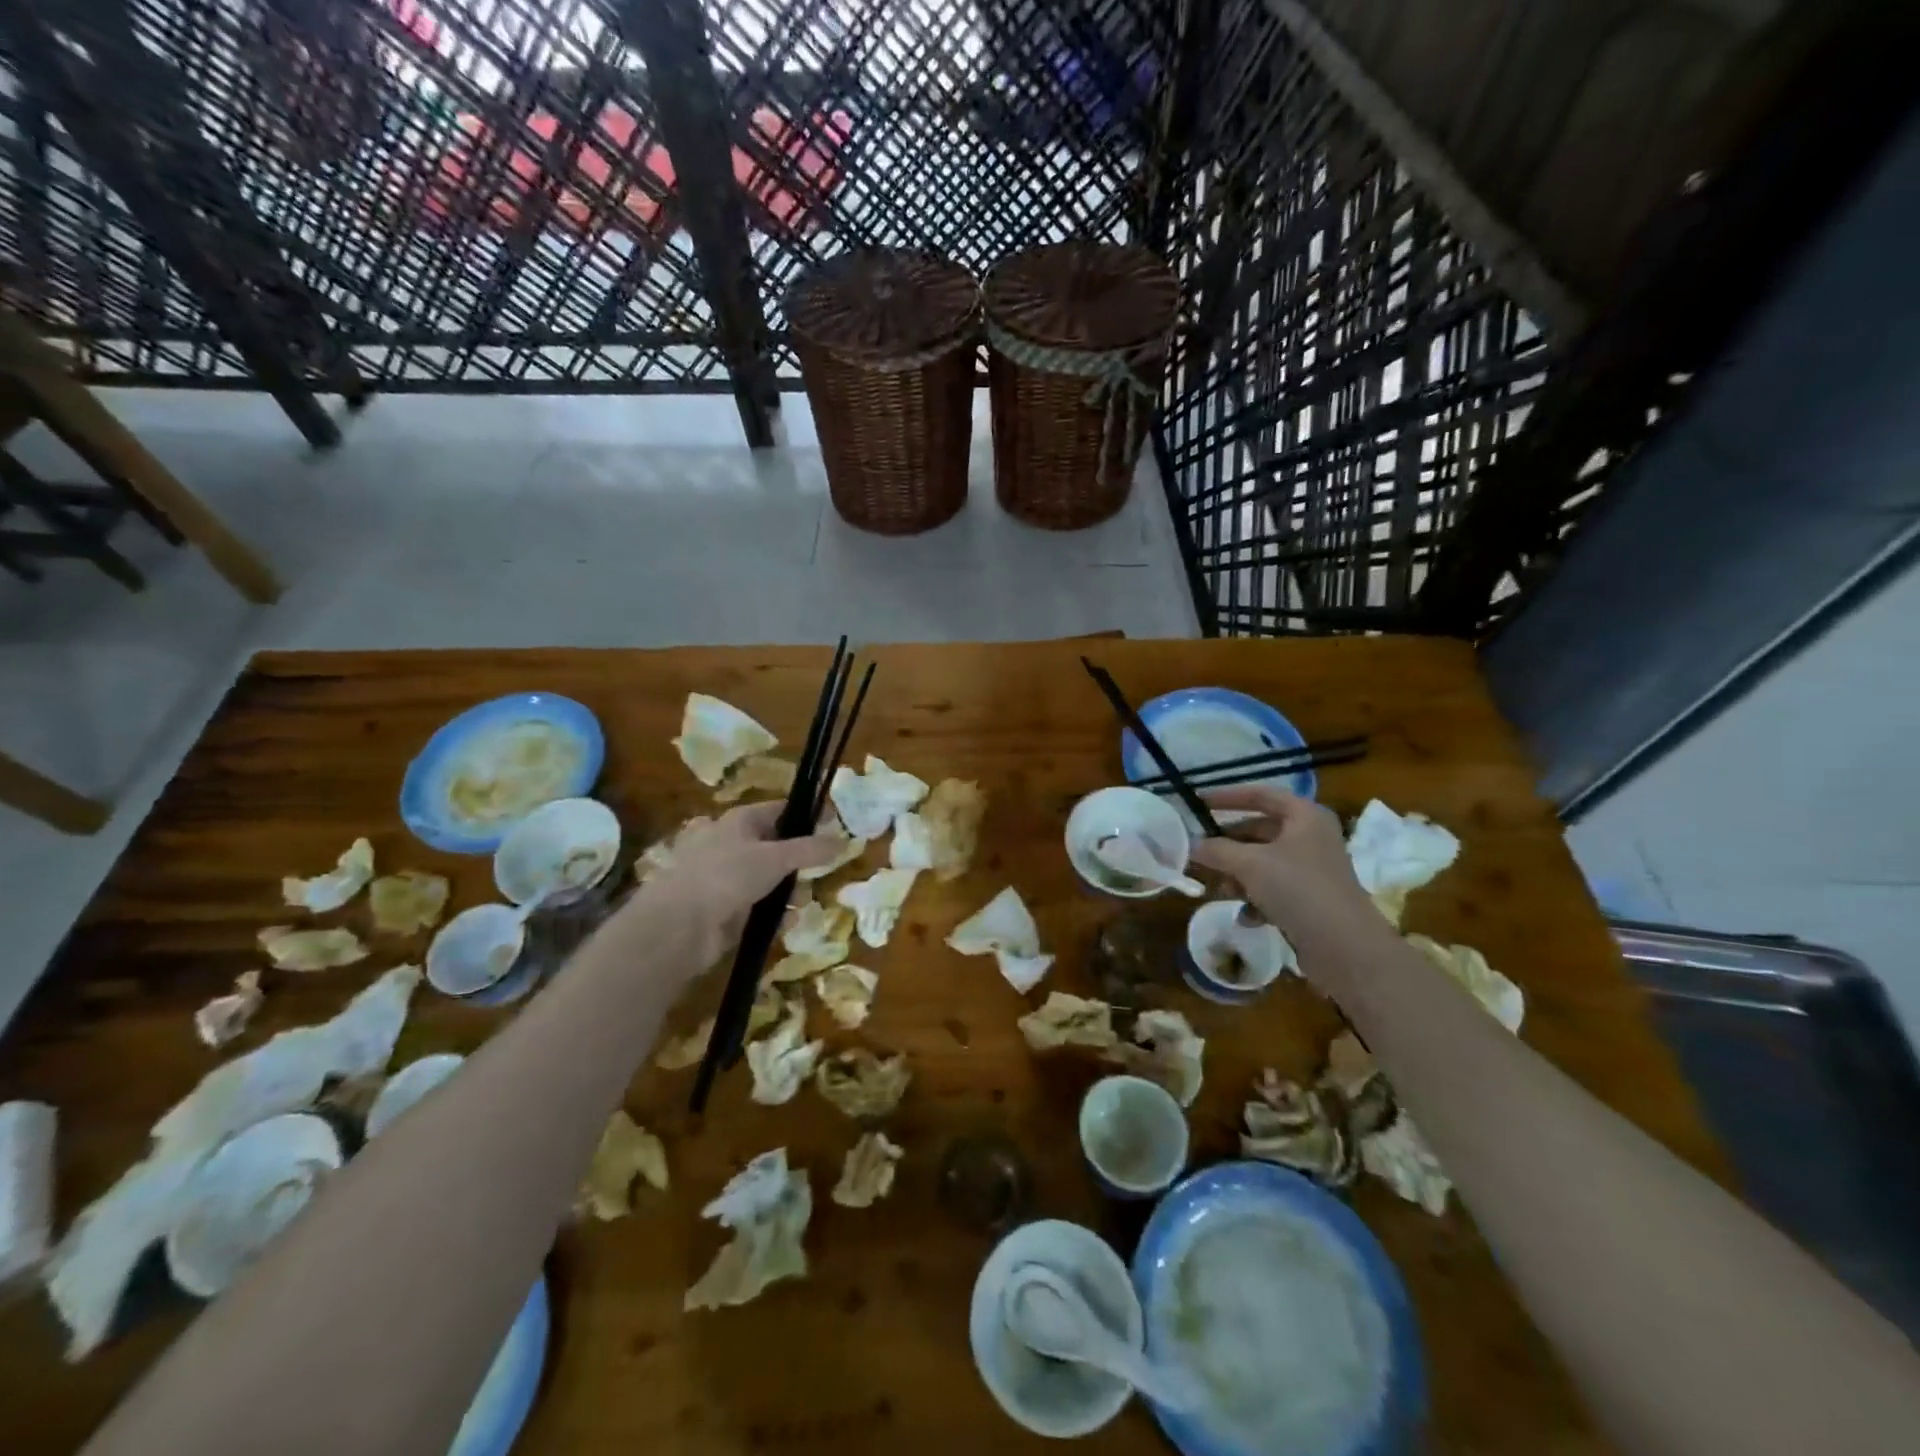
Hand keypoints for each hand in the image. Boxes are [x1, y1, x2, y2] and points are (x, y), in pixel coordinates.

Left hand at [628, 803, 841, 967]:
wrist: (679, 926)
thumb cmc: (727, 876)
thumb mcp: (776, 858)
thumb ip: (811, 849)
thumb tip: (843, 840)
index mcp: (738, 821)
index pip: (779, 809)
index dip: (807, 815)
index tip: (834, 824)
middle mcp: (730, 844)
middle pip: (776, 846)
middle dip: (800, 860)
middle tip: (823, 870)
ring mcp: (725, 878)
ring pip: (768, 879)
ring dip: (789, 890)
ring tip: (804, 902)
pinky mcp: (724, 909)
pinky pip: (758, 906)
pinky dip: (774, 914)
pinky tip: (786, 922)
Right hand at [1189, 786, 1384, 966]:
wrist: (1346, 948)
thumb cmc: (1298, 890)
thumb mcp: (1250, 864)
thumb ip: (1217, 850)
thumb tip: (1189, 844)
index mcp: (1305, 816)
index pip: (1260, 794)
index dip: (1227, 796)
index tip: (1197, 803)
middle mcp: (1311, 837)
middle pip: (1260, 830)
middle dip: (1228, 844)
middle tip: (1198, 852)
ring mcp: (1313, 870)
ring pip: (1264, 862)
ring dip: (1238, 875)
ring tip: (1218, 890)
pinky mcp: (1311, 900)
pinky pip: (1274, 890)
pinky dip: (1256, 899)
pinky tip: (1244, 918)